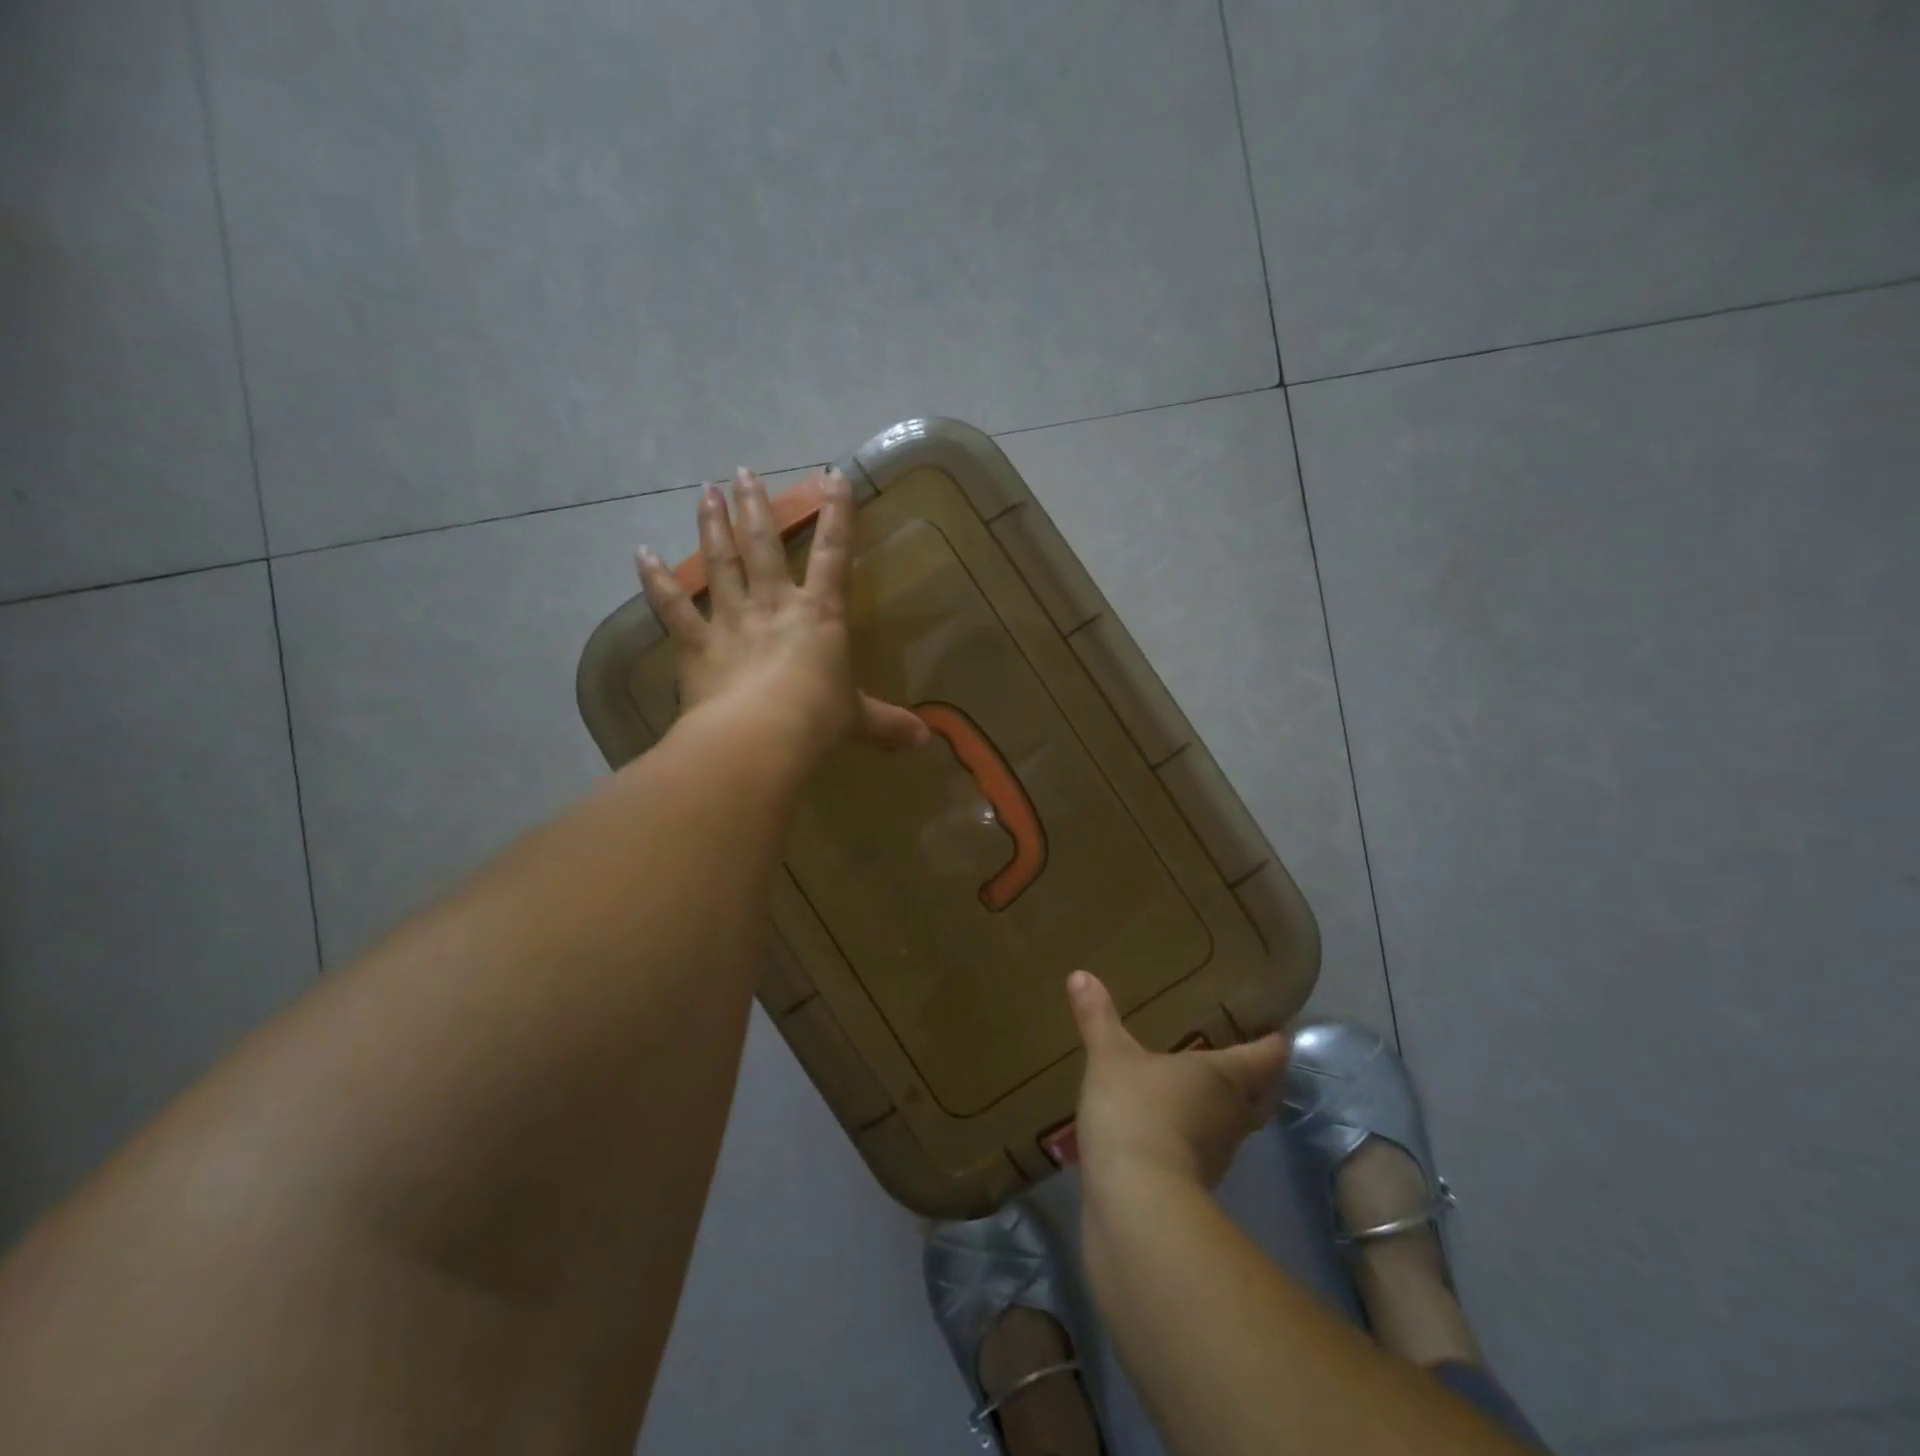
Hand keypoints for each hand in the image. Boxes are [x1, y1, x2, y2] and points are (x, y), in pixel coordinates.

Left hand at [636, 468, 929, 762]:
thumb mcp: (858, 722)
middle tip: (743, 471)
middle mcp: (773, 605)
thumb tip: (924, 741)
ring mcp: (731, 620)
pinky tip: (641, 553)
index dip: (837, 515)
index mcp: (819, 615)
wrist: (761, 737)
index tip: (832, 476)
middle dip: (756, 507)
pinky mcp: (695, 644)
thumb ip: (888, 725)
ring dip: (711, 525)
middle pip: (764, 545)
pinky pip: (671, 607)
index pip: (834, 555)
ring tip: (705, 490)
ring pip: (720, 563)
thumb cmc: (817, 721)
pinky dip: (655, 580)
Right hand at [1068, 970, 1287, 1189]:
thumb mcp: (1110, 1057)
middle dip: (1258, 1081)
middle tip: (1244, 1059)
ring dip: (1224, 1111)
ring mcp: (1217, 1156)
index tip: (1279, 1029)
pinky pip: (1202, 1152)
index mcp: (1224, 1077)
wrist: (1134, 1202)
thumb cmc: (1135, 1111)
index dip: (1274, 1042)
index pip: (1266, 1056)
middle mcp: (1231, 1115)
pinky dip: (1194, 1138)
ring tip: (1201, 1089)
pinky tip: (1169, 1127)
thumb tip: (1080, 974)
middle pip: (1261, 1096)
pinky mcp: (1194, 1187)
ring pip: (1234, 1127)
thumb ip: (1097, 1018)